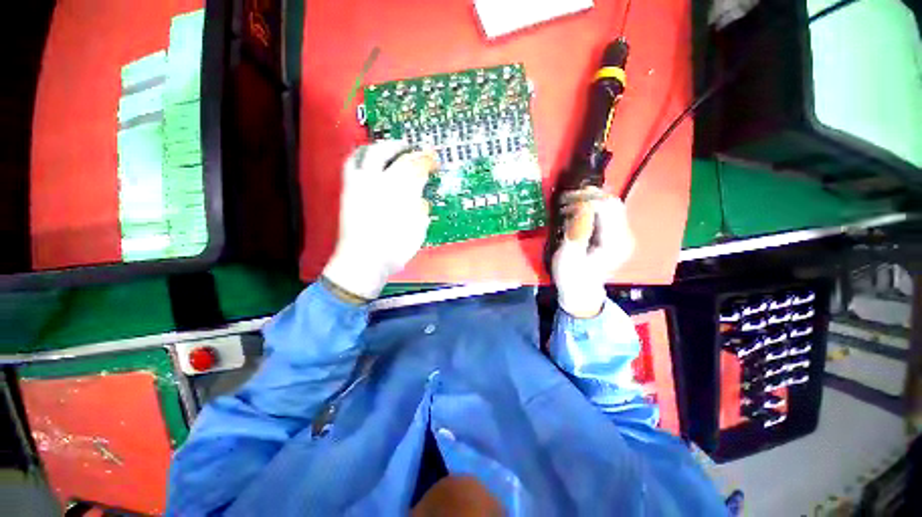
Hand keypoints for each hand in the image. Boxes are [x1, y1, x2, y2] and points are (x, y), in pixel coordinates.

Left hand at [323, 141, 437, 300]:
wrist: (362, 261)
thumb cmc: (393, 251)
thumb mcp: (417, 233)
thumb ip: (420, 211)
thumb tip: (421, 200)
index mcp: (401, 194)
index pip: (417, 169)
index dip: (427, 161)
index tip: (435, 161)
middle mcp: (380, 183)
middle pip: (398, 158)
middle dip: (411, 152)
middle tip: (418, 152)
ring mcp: (361, 184)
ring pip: (372, 153)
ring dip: (386, 146)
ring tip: (395, 148)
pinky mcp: (348, 189)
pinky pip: (352, 163)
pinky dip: (361, 154)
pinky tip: (369, 157)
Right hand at [551, 188, 634, 317]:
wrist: (580, 292)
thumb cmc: (572, 277)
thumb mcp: (569, 257)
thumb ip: (577, 231)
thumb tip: (582, 207)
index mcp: (615, 243)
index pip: (607, 209)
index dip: (586, 200)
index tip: (565, 203)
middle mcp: (624, 236)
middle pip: (613, 203)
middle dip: (589, 196)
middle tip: (566, 199)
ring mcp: (621, 235)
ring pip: (611, 205)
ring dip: (590, 200)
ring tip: (569, 203)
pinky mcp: (614, 235)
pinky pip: (606, 213)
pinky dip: (592, 207)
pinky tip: (577, 210)